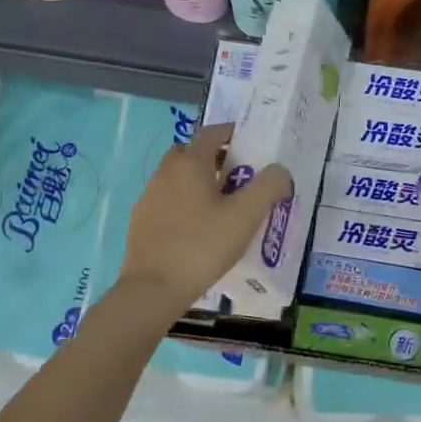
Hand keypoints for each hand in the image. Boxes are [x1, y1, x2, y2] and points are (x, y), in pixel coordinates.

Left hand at [120, 122, 292, 316]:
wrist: (154, 288)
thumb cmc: (203, 246)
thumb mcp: (246, 216)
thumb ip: (268, 187)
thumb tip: (280, 170)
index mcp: (190, 164)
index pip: (211, 133)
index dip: (231, 133)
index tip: (249, 143)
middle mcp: (165, 172)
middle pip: (190, 152)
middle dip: (212, 156)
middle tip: (235, 175)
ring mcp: (148, 197)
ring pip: (175, 176)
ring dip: (196, 180)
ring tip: (218, 204)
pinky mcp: (140, 221)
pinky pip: (166, 200)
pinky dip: (182, 202)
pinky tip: (196, 227)